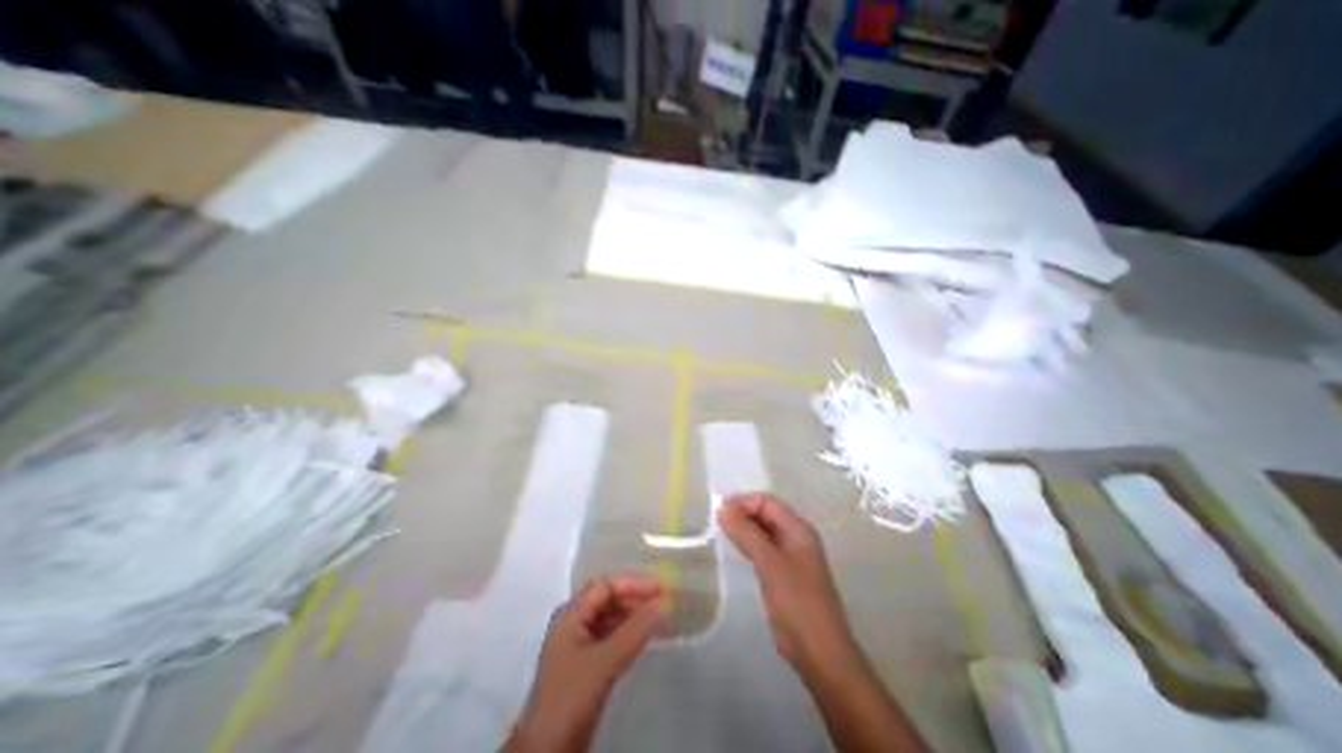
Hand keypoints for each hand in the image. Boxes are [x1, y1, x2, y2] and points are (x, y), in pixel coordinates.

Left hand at [508, 574, 665, 750]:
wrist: (546, 752)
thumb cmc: (572, 696)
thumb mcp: (605, 661)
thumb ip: (634, 630)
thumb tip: (662, 605)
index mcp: (570, 614)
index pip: (606, 587)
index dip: (634, 584)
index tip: (660, 589)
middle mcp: (572, 621)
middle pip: (607, 599)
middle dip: (633, 598)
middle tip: (660, 602)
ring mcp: (577, 642)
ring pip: (609, 618)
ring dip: (631, 616)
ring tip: (656, 618)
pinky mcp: (583, 662)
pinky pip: (608, 636)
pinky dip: (626, 634)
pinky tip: (642, 638)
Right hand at [718, 493, 852, 669]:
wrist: (819, 652)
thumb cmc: (796, 602)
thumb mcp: (769, 562)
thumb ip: (745, 532)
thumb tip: (722, 507)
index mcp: (798, 528)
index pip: (767, 501)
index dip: (743, 502)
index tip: (719, 512)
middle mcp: (796, 536)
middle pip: (765, 513)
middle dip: (742, 514)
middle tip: (716, 523)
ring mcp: (791, 555)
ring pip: (763, 531)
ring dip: (743, 529)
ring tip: (721, 533)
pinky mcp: (784, 572)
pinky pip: (763, 548)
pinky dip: (748, 544)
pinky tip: (735, 550)